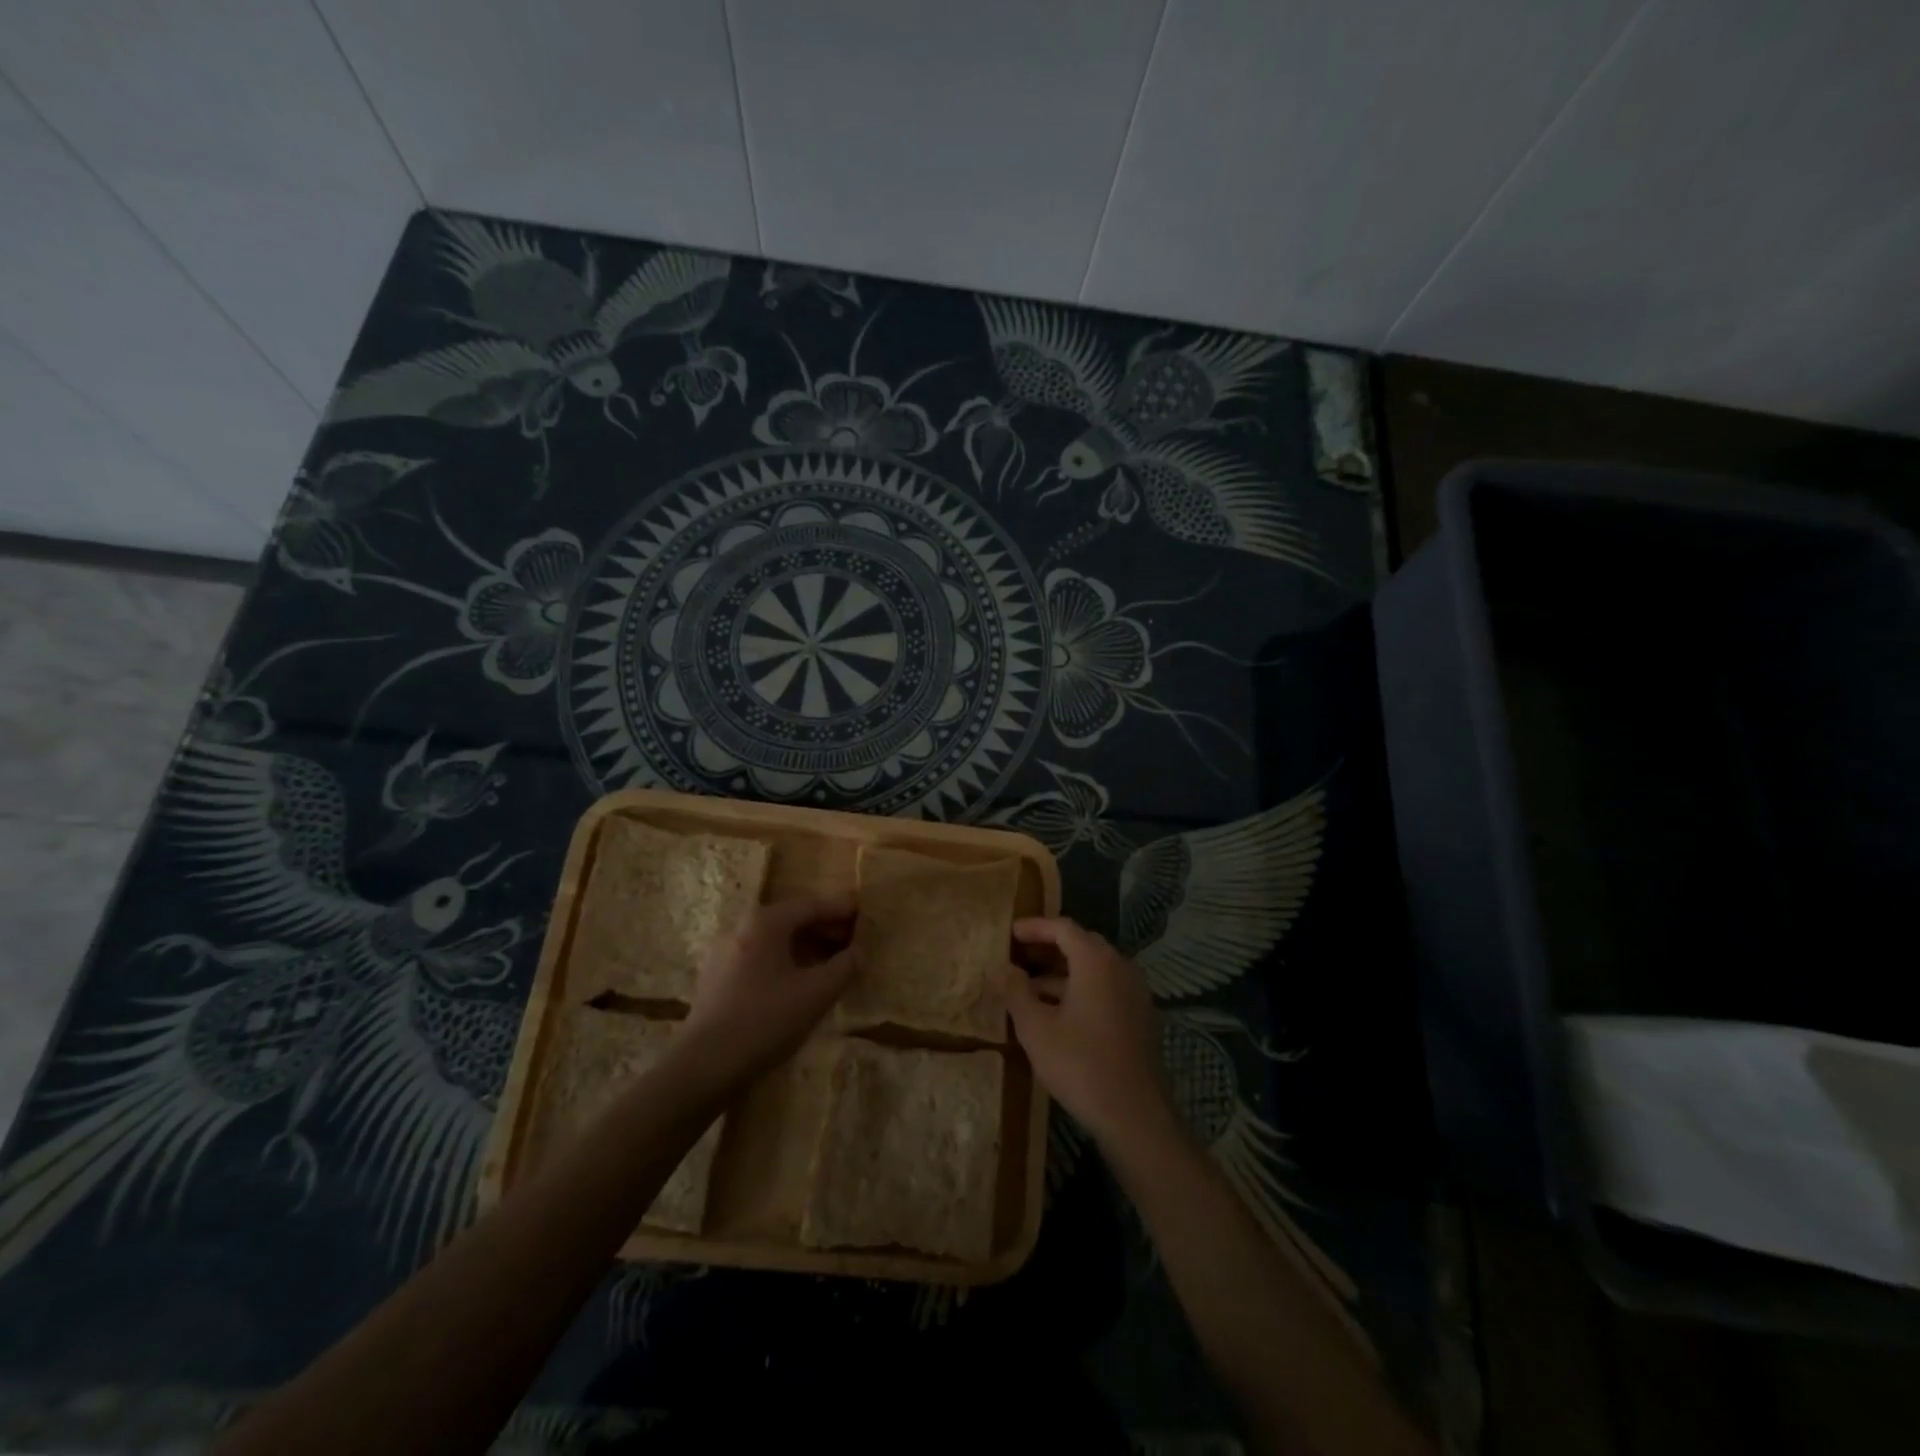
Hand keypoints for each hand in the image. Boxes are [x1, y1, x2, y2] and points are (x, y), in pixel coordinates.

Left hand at [680, 892, 859, 1088]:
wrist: (703, 1066)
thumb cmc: (765, 1020)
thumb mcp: (816, 994)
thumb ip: (844, 967)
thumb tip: (860, 951)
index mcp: (766, 921)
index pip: (812, 904)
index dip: (842, 910)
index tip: (867, 915)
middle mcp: (743, 926)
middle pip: (793, 918)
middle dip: (826, 928)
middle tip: (855, 942)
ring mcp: (727, 951)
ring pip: (777, 939)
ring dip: (808, 947)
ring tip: (834, 965)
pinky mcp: (719, 976)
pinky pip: (762, 957)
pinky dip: (788, 961)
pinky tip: (802, 983)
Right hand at [996, 916, 1175, 1146]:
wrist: (1134, 1114)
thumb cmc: (1079, 1064)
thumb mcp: (1035, 1027)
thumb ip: (1015, 991)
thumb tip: (1000, 967)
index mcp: (1096, 961)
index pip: (1063, 928)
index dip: (1034, 927)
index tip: (1009, 933)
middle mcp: (1121, 967)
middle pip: (1082, 944)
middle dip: (1048, 948)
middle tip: (1018, 957)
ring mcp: (1135, 992)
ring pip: (1095, 969)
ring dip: (1063, 973)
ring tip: (1030, 989)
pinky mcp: (1141, 1017)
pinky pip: (1107, 989)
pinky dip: (1081, 990)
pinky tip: (1058, 1014)